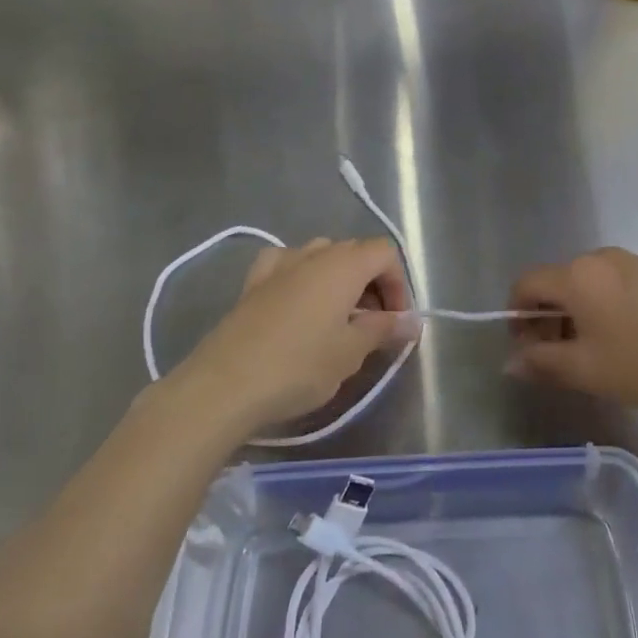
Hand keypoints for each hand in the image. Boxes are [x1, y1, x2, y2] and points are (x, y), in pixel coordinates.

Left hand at [175, 238, 413, 434]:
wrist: (224, 385)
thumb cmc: (299, 366)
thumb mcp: (351, 352)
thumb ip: (384, 329)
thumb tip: (412, 321)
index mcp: (342, 264)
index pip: (384, 252)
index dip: (398, 283)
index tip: (395, 321)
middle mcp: (312, 254)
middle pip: (355, 252)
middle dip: (372, 284)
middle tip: (372, 326)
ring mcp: (278, 265)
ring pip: (321, 256)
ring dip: (339, 280)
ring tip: (338, 319)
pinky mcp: (252, 283)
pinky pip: (287, 265)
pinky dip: (301, 277)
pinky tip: (298, 302)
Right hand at [507, 247, 637, 415]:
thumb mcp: (588, 371)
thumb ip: (542, 363)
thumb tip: (511, 362)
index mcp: (577, 275)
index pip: (526, 284)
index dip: (517, 318)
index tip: (530, 352)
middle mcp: (600, 257)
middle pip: (556, 282)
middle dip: (547, 319)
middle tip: (561, 359)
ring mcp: (633, 261)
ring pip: (586, 284)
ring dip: (576, 314)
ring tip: (596, 353)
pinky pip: (613, 284)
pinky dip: (604, 307)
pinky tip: (627, 340)